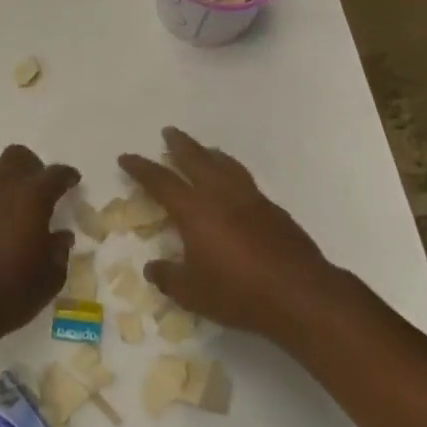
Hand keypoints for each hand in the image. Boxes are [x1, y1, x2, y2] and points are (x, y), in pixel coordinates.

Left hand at [0, 144, 79, 345]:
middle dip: (32, 167)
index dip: (67, 175)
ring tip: (14, 210)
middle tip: (41, 190)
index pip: (54, 174)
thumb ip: (59, 251)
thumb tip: (60, 236)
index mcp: (31, 199)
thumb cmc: (10, 293)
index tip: (73, 181)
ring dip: (6, 183)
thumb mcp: (49, 279)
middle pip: (17, 156)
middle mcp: (0, 190)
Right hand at [118, 127, 358, 346]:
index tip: (127, 157)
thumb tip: (153, 268)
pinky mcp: (273, 210)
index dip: (141, 168)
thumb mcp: (192, 293)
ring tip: (204, 149)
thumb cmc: (238, 293)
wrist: (299, 294)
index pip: (161, 182)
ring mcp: (251, 199)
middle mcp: (221, 195)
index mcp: (195, 211)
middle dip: (179, 145)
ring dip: (210, 153)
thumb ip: (168, 277)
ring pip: (225, 165)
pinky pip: (245, 179)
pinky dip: (232, 171)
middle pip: (196, 160)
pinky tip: (233, 182)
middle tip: (168, 132)